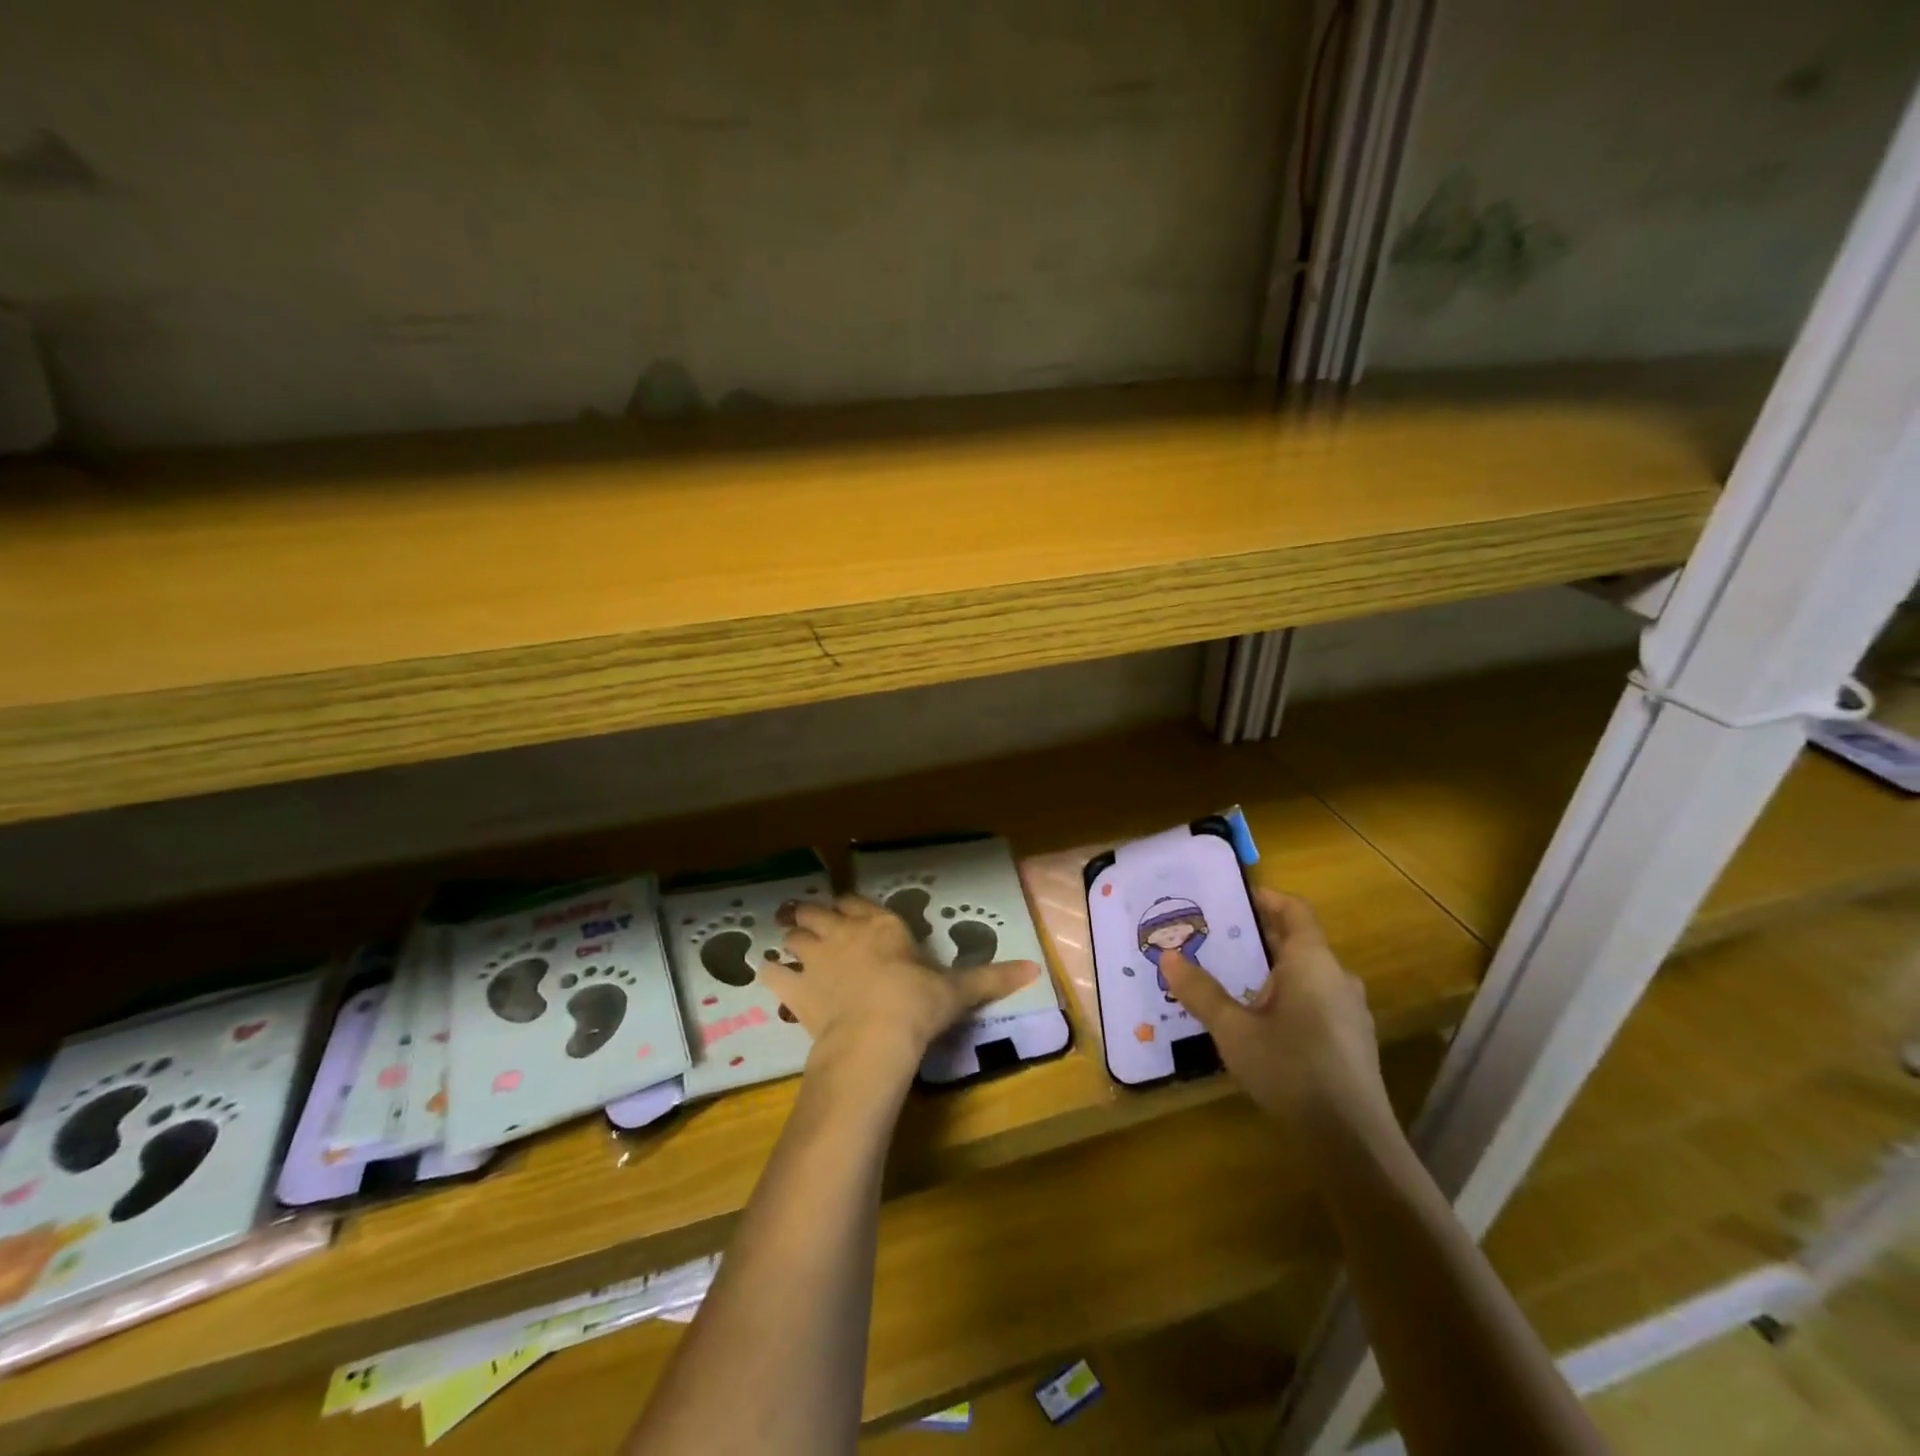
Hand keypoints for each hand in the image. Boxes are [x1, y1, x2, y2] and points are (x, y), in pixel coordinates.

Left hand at [767, 895, 1039, 1078]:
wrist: (876, 1035)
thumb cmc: (918, 1004)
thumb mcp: (958, 990)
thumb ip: (991, 977)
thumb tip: (1035, 968)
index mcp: (882, 925)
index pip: (858, 903)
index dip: (850, 906)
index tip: (846, 911)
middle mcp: (845, 932)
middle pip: (818, 912)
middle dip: (812, 914)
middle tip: (808, 920)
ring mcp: (817, 957)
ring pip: (793, 934)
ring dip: (790, 937)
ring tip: (787, 941)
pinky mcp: (796, 987)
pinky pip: (772, 973)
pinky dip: (769, 972)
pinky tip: (768, 976)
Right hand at [1159, 888, 1394, 1139]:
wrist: (1352, 1140)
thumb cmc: (1291, 1069)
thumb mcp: (1234, 1030)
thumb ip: (1201, 992)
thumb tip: (1168, 956)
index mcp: (1312, 962)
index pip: (1295, 910)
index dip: (1267, 898)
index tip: (1234, 897)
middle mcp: (1336, 977)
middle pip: (1298, 941)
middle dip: (1259, 936)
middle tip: (1218, 937)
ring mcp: (1349, 1011)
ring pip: (1306, 974)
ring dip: (1272, 969)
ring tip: (1232, 978)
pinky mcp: (1351, 1041)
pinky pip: (1315, 1000)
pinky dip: (1287, 996)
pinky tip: (1260, 1021)